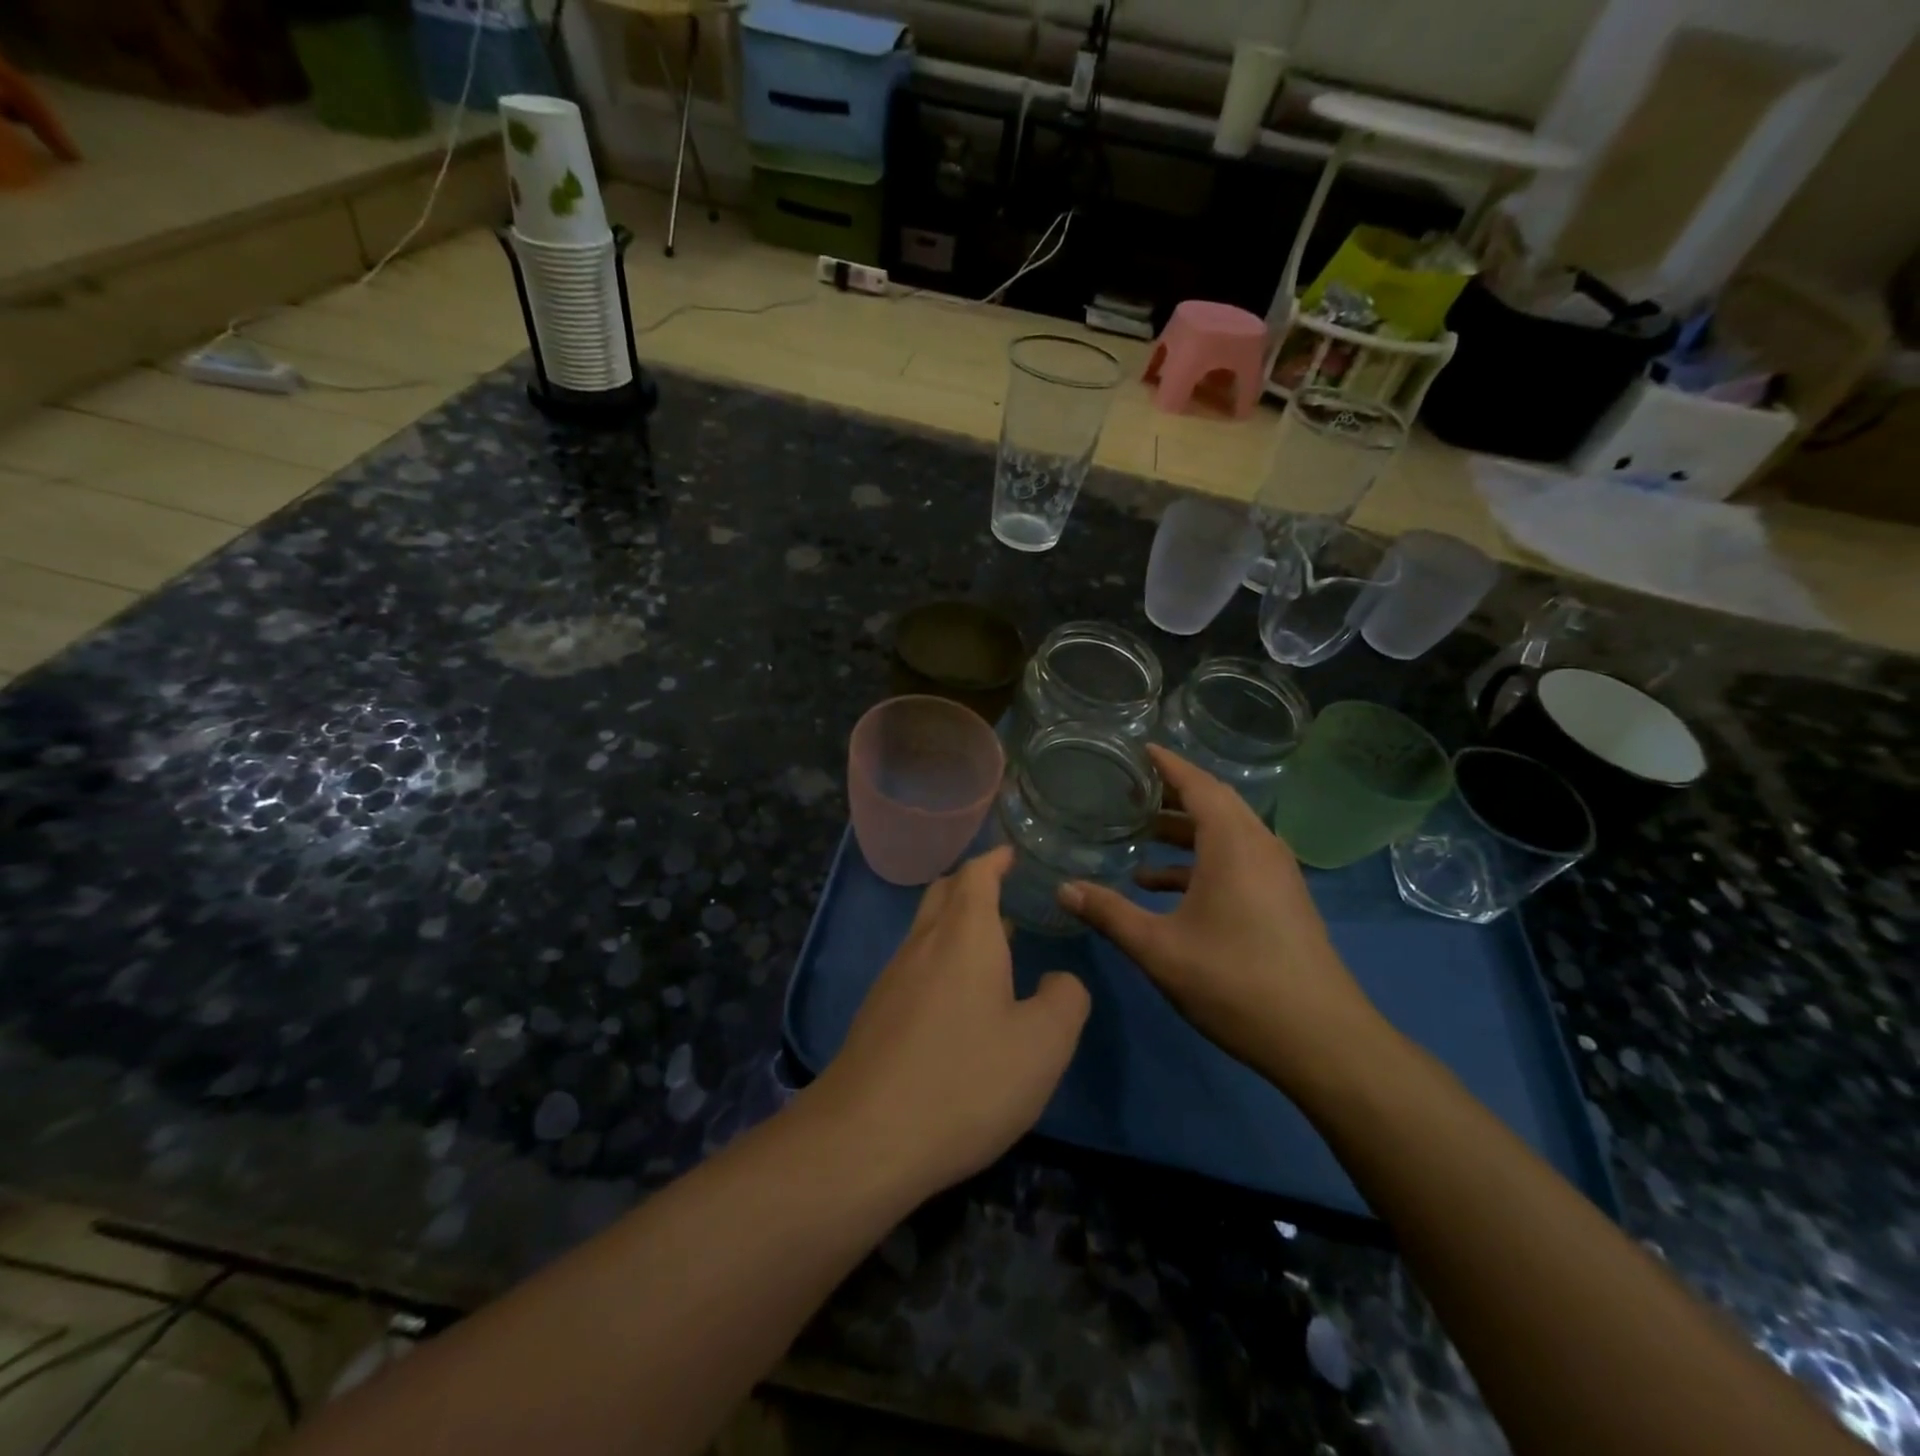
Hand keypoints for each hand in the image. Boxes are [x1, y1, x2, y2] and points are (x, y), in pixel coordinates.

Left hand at [806, 846, 1089, 1194]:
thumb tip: (1057, 980)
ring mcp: (893, 977)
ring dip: (958, 923)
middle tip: (1004, 890)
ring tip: (994, 943)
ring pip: (927, 929)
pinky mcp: (877, 1012)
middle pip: (945, 893)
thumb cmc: (965, 1080)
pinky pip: (915, 964)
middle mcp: (924, 943)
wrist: (866, 1137)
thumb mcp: (1043, 1045)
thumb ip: (1065, 1000)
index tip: (1012, 853)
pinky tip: (960, 998)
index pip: (976, 874)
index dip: (995, 859)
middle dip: (973, 884)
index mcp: (964, 935)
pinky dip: (942, 958)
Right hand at [1057, 746, 1385, 1094]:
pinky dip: (1200, 861)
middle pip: (1214, 802)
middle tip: (1131, 787)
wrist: (1321, 1040)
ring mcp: (1276, 874)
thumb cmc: (1235, 982)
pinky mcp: (1282, 899)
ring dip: (1185, 830)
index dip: (1167, 764)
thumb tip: (1062, 888)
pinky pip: (1237, 860)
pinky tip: (1163, 886)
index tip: (1138, 748)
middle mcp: (1260, 846)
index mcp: (1233, 844)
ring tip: (1140, 834)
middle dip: (1172, 792)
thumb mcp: (1159, 948)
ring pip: (1226, 833)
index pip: (1198, 784)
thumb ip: (1109, 913)